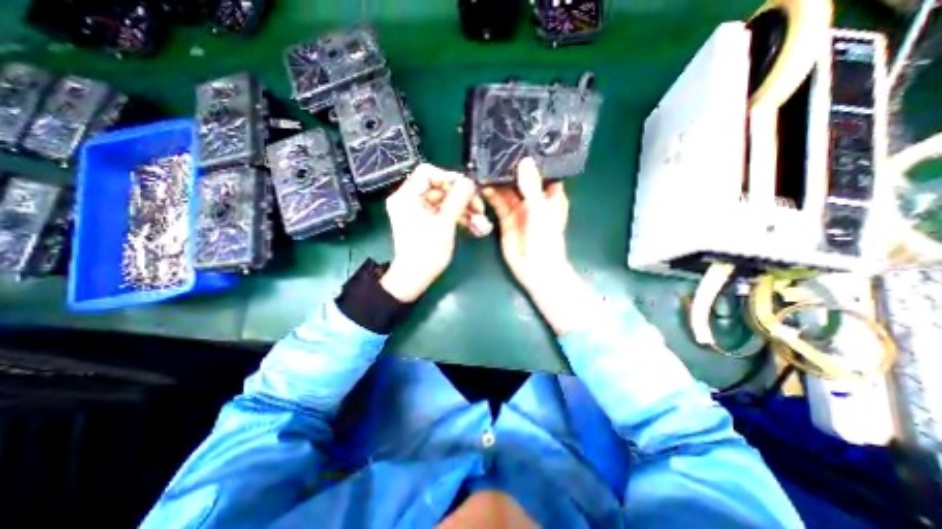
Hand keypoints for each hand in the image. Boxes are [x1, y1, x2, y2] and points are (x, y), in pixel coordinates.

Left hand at [379, 166, 494, 306]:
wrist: (415, 278)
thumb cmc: (427, 252)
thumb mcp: (445, 224)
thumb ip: (458, 199)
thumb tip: (469, 181)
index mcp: (406, 196)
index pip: (427, 172)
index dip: (449, 177)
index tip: (467, 189)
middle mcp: (409, 199)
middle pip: (439, 187)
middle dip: (461, 197)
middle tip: (479, 207)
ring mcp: (417, 210)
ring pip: (444, 200)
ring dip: (463, 208)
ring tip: (480, 220)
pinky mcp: (424, 220)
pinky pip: (442, 211)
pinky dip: (457, 216)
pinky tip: (473, 224)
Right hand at [482, 158, 590, 335]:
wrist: (534, 269)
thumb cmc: (545, 240)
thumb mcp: (540, 211)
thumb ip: (531, 187)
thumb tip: (525, 161)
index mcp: (550, 196)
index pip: (543, 172)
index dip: (534, 159)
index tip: (522, 141)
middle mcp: (534, 199)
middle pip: (522, 179)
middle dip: (510, 167)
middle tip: (496, 149)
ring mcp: (519, 209)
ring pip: (507, 190)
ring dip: (498, 180)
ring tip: (485, 165)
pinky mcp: (506, 218)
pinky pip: (498, 203)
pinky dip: (491, 195)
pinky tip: (482, 185)